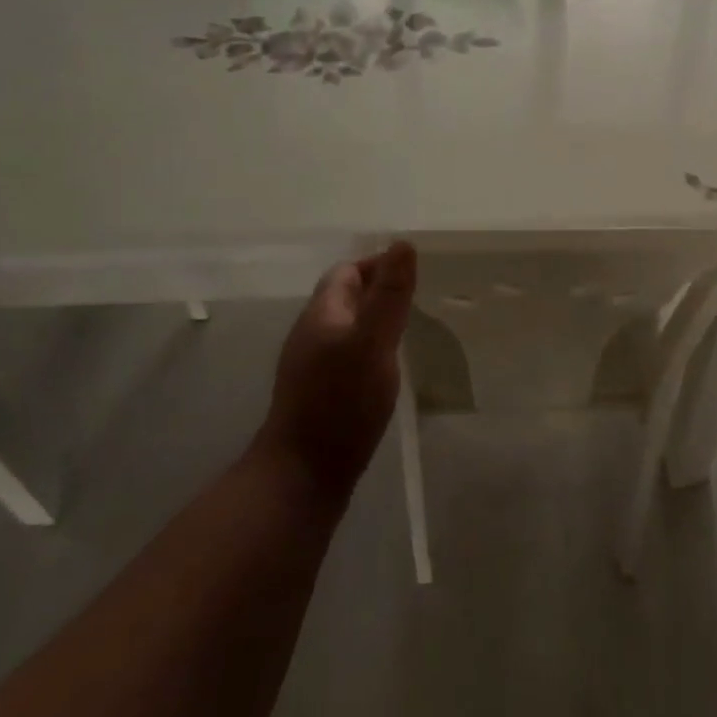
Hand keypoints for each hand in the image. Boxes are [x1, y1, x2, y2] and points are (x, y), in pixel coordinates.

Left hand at [257, 242, 416, 505]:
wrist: (302, 473)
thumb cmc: (342, 401)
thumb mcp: (373, 342)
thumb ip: (390, 294)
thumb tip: (403, 243)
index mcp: (322, 314)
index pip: (346, 272)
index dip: (376, 265)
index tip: (410, 273)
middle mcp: (311, 334)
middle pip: (343, 298)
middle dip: (376, 290)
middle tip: (414, 299)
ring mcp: (310, 366)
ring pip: (344, 327)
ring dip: (372, 320)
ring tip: (405, 330)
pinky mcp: (317, 394)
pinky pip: (344, 355)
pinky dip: (367, 349)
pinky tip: (384, 368)